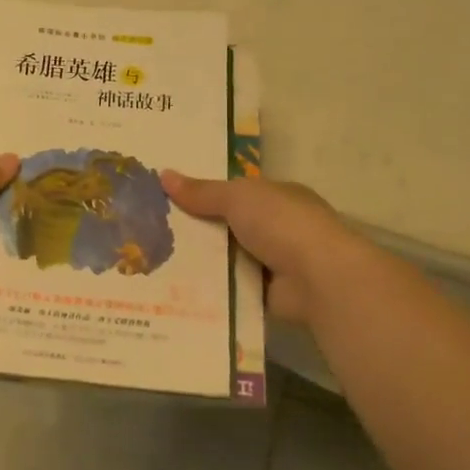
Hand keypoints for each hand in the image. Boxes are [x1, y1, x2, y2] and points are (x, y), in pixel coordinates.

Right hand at [160, 172, 362, 321]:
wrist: (318, 278)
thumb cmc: (282, 224)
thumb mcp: (237, 197)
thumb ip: (202, 191)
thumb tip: (163, 175)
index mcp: (278, 196)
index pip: (236, 192)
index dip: (204, 194)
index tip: (168, 198)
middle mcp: (278, 228)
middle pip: (227, 226)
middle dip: (196, 229)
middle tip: (150, 231)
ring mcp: (274, 262)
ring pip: (225, 258)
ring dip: (199, 261)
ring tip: (153, 262)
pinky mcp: (265, 293)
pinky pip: (229, 287)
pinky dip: (209, 289)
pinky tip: (175, 288)